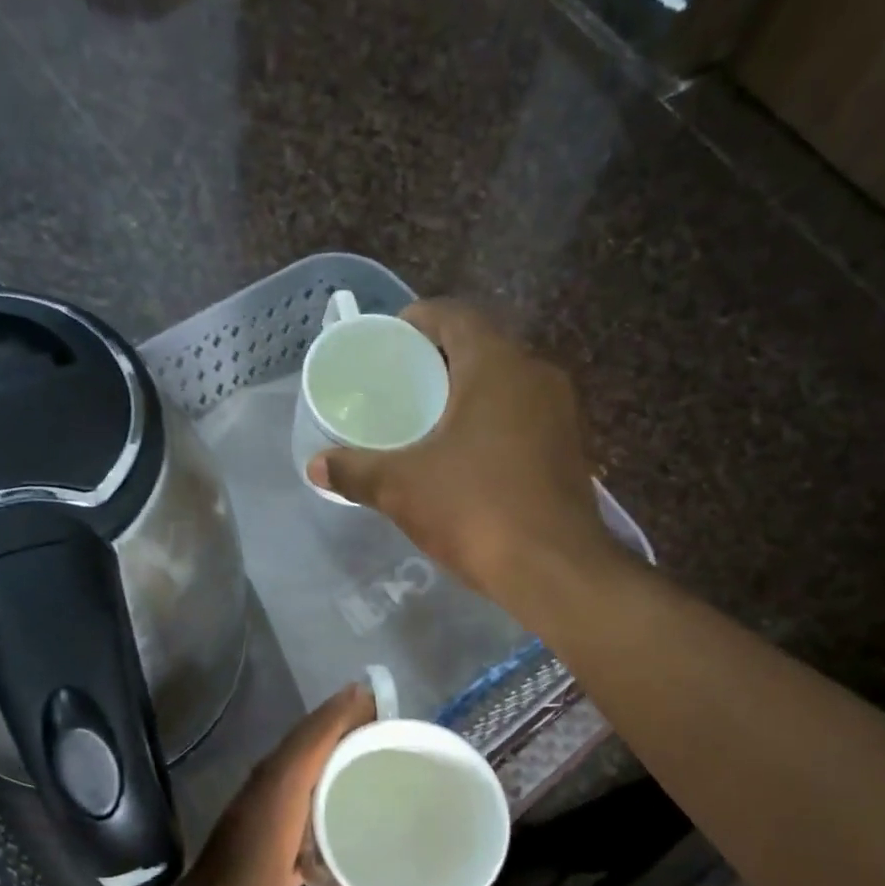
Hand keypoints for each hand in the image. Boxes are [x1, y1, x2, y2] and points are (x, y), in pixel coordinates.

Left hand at [109, 683, 512, 885]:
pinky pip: (232, 855)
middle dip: (308, 749)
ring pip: (237, 824)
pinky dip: (273, 827)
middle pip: (253, 797)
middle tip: (368, 725)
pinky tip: (311, 844)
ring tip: (349, 768)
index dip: (317, 736)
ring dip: (289, 785)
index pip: (275, 793)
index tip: (360, 697)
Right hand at [307, 299, 609, 595]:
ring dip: (466, 395)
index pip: (453, 316)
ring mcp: (559, 414)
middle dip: (438, 362)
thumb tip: (315, 465)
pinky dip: (490, 424)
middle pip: (479, 349)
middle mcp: (535, 376)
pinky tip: (465, 457)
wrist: (553, 569)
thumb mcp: (402, 488)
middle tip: (399, 386)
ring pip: (504, 386)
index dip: (416, 321)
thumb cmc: (474, 509)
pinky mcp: (569, 450)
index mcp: (495, 365)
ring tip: (426, 422)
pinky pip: (521, 419)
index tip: (388, 343)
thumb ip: (355, 471)